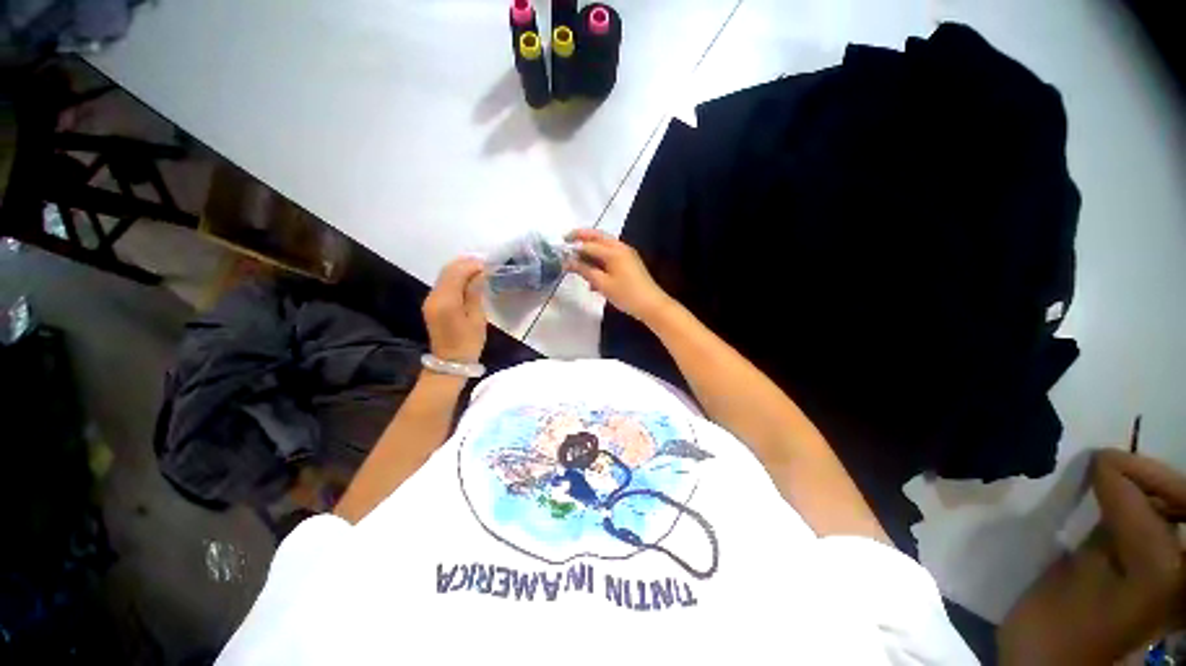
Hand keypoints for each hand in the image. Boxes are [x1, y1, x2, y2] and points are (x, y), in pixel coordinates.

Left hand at [423, 257, 486, 362]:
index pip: (457, 273)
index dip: (472, 265)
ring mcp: (430, 300)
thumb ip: (475, 293)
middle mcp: (434, 296)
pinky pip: (443, 284)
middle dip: (465, 264)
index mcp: (446, 301)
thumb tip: (480, 274)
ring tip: (479, 270)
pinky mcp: (432, 304)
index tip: (488, 264)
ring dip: (460, 269)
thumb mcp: (477, 318)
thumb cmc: (468, 343)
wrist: (450, 363)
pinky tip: (468, 280)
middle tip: (484, 264)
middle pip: (447, 271)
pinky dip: (455, 278)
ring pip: (444, 275)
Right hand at [565, 229, 672, 321]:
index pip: (589, 244)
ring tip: (575, 260)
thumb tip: (568, 262)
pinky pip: (610, 257)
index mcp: (614, 251)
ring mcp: (626, 255)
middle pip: (597, 237)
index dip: (573, 247)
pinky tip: (591, 279)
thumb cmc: (626, 294)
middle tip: (566, 240)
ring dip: (590, 250)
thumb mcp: (603, 284)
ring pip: (604, 247)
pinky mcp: (628, 264)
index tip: (559, 251)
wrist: (651, 305)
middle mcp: (620, 248)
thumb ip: (585, 270)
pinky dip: (599, 262)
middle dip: (581, 237)